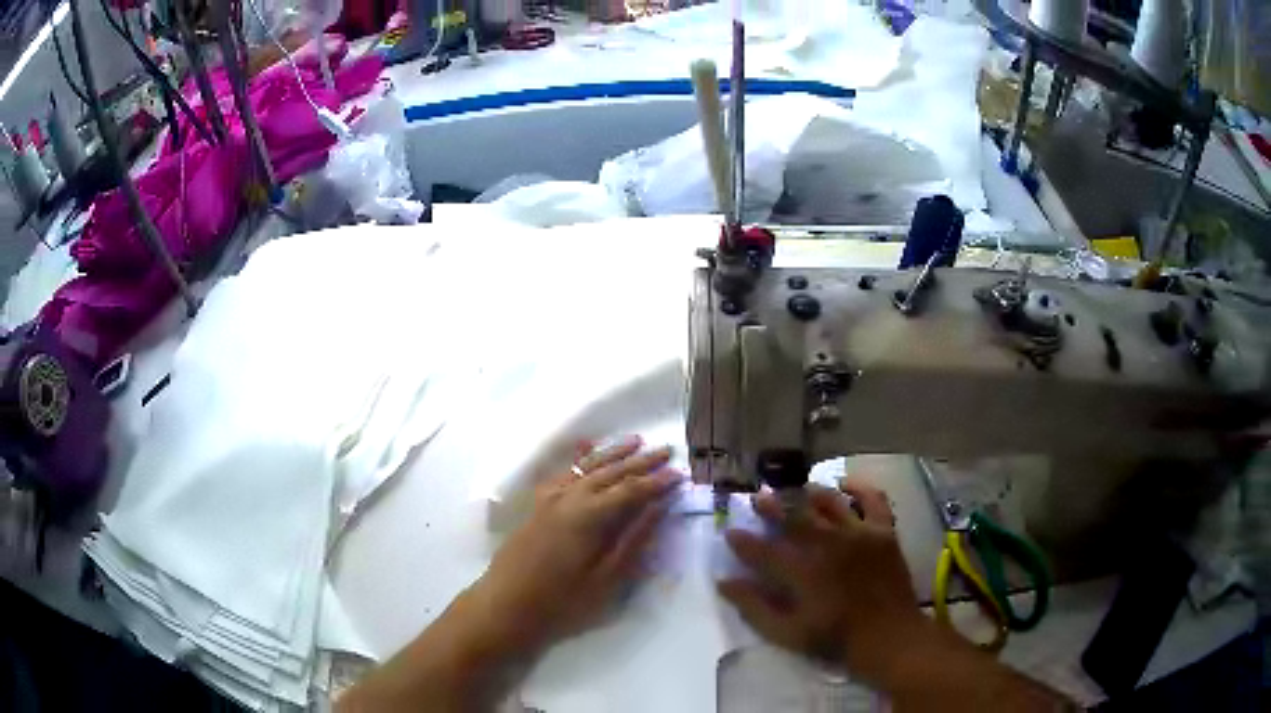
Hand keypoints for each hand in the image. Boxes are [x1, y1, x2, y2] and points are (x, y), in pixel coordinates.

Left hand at [470, 437, 681, 653]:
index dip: (657, 482)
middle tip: (666, 450)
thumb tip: (657, 509)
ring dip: (612, 454)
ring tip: (635, 441)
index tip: (680, 473)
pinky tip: (586, 455)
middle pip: (610, 472)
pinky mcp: (537, 507)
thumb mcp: (606, 579)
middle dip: (640, 461)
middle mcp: (568, 499)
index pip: (631, 491)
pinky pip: (564, 474)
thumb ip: (633, 541)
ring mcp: (549, 500)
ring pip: (586, 468)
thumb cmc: (561, 601)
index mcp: (588, 516)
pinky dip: (580, 462)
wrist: (504, 606)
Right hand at [718, 480, 931, 685]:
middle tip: (758, 498)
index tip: (730, 533)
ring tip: (798, 491)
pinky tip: (846, 485)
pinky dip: (859, 488)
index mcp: (803, 571)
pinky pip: (872, 498)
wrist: (888, 636)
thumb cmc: (835, 638)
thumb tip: (724, 582)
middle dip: (772, 507)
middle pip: (794, 517)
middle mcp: (829, 544)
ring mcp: (859, 533)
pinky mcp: (883, 530)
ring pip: (829, 502)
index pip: (763, 550)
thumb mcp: (786, 633)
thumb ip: (754, 607)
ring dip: (809, 494)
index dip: (743, 542)